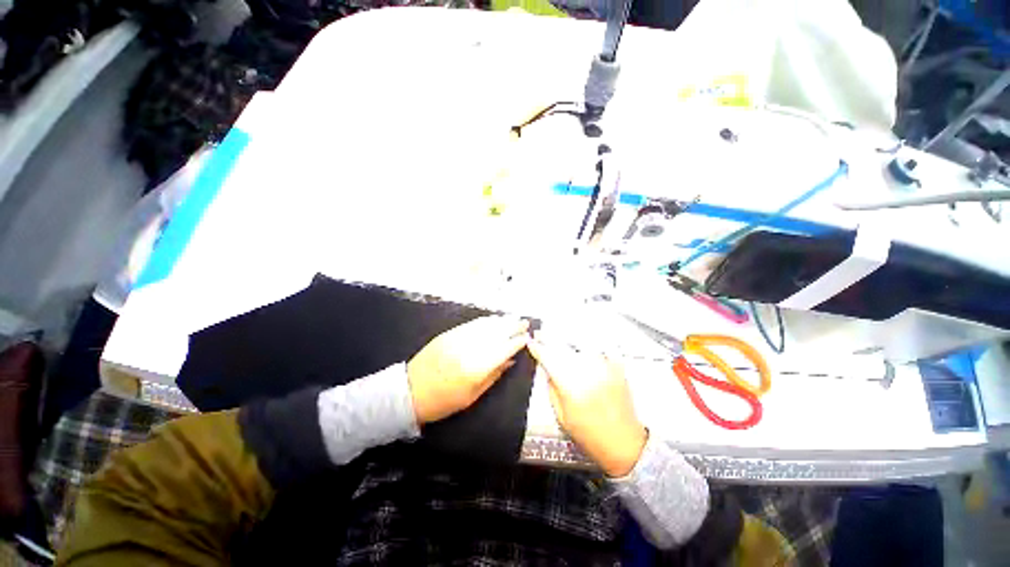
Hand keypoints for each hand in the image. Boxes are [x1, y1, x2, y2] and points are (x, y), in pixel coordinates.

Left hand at [408, 316, 529, 424]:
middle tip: (525, 322)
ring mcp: (458, 338)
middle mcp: (469, 348)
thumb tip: (510, 360)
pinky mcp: (449, 333)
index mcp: (476, 368)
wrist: (410, 391)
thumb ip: (494, 375)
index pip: (503, 349)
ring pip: (485, 325)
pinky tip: (494, 319)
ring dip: (502, 320)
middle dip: (513, 326)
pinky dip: (486, 320)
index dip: (517, 342)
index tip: (527, 337)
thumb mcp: (472, 396)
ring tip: (514, 318)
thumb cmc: (444, 401)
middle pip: (496, 333)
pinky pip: (472, 323)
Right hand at [528, 337, 646, 476]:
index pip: (548, 358)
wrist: (625, 444)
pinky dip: (590, 342)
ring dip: (567, 338)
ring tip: (559, 336)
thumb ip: (551, 388)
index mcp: (570, 385)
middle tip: (540, 333)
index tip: (530, 342)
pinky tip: (583, 343)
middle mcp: (587, 371)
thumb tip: (546, 368)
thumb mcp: (562, 416)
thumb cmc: (590, 435)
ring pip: (581, 342)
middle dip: (548, 338)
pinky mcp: (617, 366)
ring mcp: (604, 366)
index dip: (537, 347)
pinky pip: (601, 346)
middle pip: (563, 346)